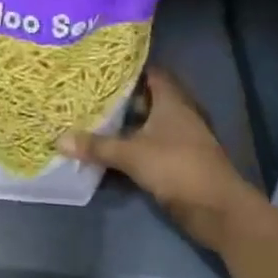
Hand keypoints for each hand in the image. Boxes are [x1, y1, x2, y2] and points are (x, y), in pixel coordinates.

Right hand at [60, 68, 261, 251]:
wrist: (217, 209)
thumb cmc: (177, 167)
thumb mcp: (132, 155)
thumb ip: (97, 146)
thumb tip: (59, 139)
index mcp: (172, 101)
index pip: (151, 72)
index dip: (129, 68)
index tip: (102, 67)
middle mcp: (178, 114)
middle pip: (147, 98)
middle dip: (121, 98)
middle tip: (89, 94)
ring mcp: (180, 139)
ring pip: (147, 124)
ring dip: (126, 125)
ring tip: (92, 119)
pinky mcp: (178, 161)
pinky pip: (150, 146)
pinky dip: (133, 147)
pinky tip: (110, 150)